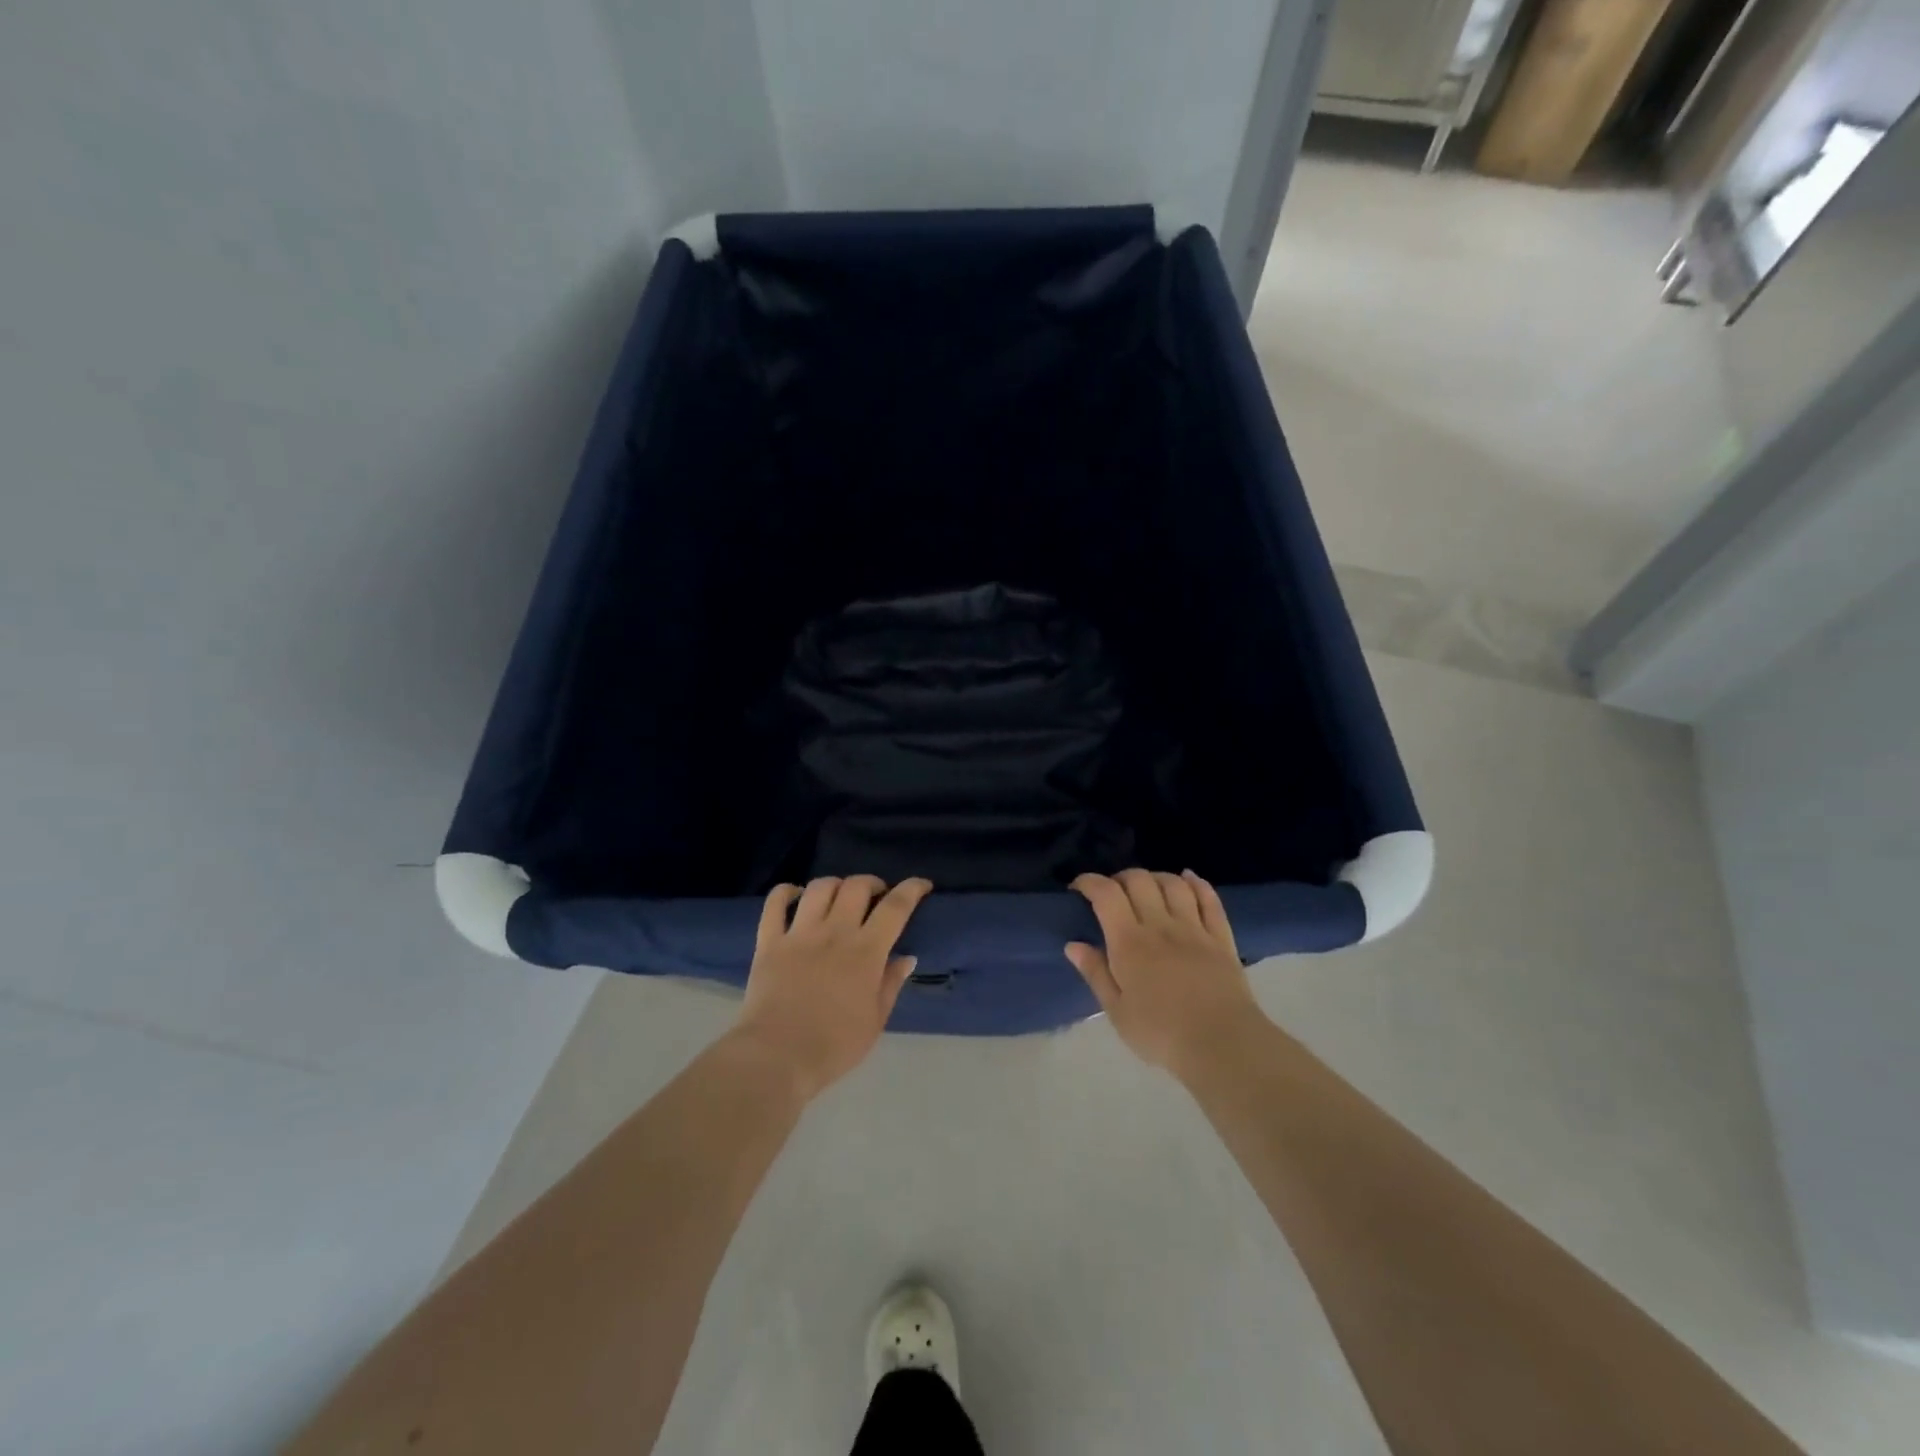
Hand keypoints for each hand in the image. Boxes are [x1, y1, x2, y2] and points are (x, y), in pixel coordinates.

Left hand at [732, 876, 931, 1098]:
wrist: (777, 1057)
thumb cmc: (834, 1046)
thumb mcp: (875, 1021)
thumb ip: (891, 984)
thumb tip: (907, 958)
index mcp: (866, 951)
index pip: (896, 907)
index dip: (912, 889)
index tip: (922, 885)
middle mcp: (835, 932)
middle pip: (856, 887)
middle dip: (873, 883)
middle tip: (877, 896)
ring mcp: (799, 933)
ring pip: (820, 887)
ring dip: (836, 884)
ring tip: (840, 896)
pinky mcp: (769, 941)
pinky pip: (775, 903)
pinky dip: (786, 891)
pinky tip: (795, 895)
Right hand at [1067, 869, 1265, 1080]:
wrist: (1223, 1045)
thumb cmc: (1161, 1034)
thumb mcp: (1117, 1012)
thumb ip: (1096, 973)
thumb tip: (1074, 944)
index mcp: (1129, 942)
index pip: (1106, 894)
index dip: (1089, 882)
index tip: (1078, 888)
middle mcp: (1160, 925)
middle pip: (1139, 880)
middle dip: (1120, 878)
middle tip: (1112, 893)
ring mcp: (1194, 928)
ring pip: (1173, 884)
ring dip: (1155, 877)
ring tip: (1146, 887)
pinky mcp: (1221, 938)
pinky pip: (1209, 899)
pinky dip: (1196, 883)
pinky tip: (1188, 878)